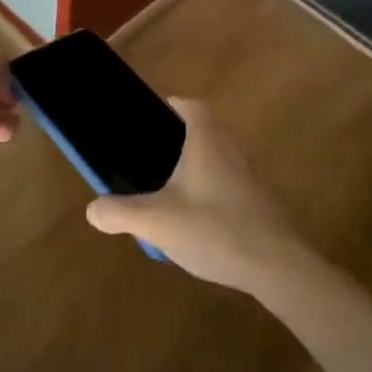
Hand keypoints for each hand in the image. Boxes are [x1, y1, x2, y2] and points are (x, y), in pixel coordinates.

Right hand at [84, 98, 307, 291]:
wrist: (278, 266)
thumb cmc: (214, 229)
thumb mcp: (156, 222)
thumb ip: (119, 213)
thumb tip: (92, 210)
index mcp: (206, 140)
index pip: (192, 106)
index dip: (174, 106)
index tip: (156, 115)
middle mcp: (232, 148)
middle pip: (206, 130)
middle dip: (181, 139)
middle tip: (155, 157)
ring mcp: (251, 175)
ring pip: (219, 158)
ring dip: (198, 167)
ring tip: (172, 191)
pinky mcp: (262, 201)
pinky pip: (232, 183)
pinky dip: (214, 190)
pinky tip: (199, 221)